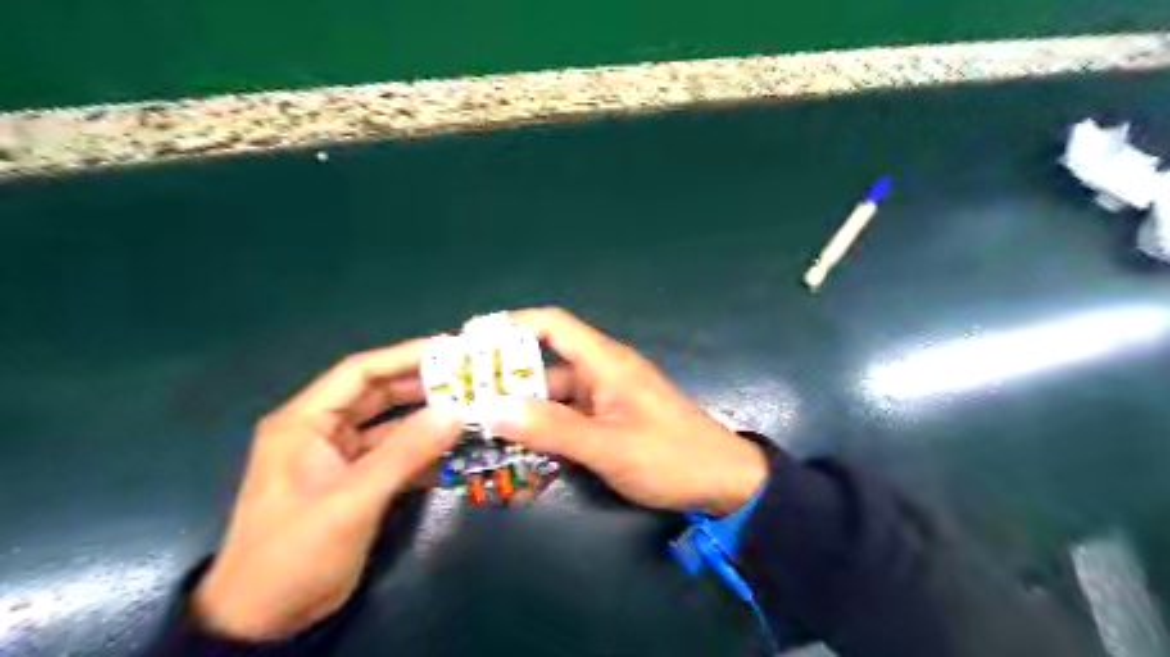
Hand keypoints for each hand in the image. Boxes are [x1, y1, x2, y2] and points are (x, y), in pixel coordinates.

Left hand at [196, 341, 460, 639]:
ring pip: (392, 426)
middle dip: (424, 387)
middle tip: (471, 380)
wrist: (266, 621)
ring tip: (473, 410)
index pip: (360, 372)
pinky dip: (424, 452)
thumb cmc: (295, 551)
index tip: (451, 350)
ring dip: (428, 420)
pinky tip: (457, 452)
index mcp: (306, 422)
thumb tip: (457, 412)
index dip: (405, 355)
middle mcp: (323, 431)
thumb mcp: (352, 499)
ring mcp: (341, 458)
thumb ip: (405, 452)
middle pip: (379, 395)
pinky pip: (396, 456)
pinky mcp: (357, 482)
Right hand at [480, 309, 764, 518]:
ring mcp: (605, 398)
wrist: (724, 482)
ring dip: (522, 409)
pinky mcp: (609, 420)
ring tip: (480, 428)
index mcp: (606, 362)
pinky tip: (519, 449)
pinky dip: (543, 428)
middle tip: (461, 397)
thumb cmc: (671, 458)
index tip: (470, 338)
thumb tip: (490, 407)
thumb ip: (551, 428)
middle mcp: (602, 373)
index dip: (511, 323)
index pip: (552, 324)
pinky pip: (567, 417)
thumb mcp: (609, 446)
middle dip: (505, 378)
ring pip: (553, 395)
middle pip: (545, 364)